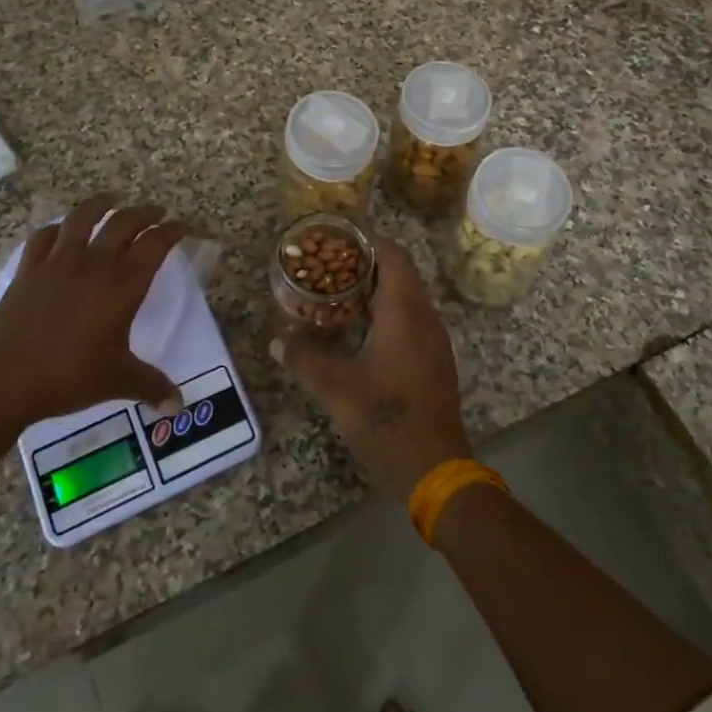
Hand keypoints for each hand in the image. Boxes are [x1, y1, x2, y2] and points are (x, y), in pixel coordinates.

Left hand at [0, 194, 189, 430]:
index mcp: (122, 285)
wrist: (5, 377)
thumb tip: (179, 405)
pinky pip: (45, 236)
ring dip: (101, 204)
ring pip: (82, 218)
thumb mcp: (117, 381)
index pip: (155, 245)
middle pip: (123, 223)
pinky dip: (57, 227)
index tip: (184, 226)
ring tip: (113, 198)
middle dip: (145, 213)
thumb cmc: (68, 375)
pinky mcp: (29, 269)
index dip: (173, 231)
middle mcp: (94, 264)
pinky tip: (62, 228)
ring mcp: (58, 262)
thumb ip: (151, 386)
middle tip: (157, 212)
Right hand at [273, 240, 471, 500]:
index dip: (368, 242)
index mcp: (405, 312)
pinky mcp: (435, 361)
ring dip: (377, 292)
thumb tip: (276, 342)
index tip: (337, 242)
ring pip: (407, 298)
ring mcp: (435, 340)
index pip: (394, 256)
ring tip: (338, 297)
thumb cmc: (386, 419)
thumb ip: (303, 359)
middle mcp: (425, 317)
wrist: (435, 469)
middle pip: (400, 274)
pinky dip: (387, 314)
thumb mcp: (336, 388)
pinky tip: (360, 332)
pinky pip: (412, 320)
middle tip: (329, 270)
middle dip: (366, 267)